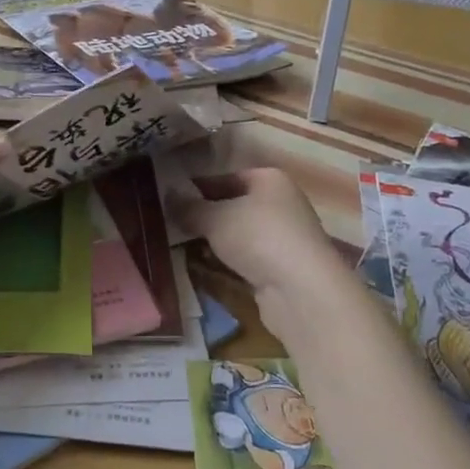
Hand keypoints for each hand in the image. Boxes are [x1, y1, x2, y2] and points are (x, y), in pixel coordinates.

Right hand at [175, 167, 344, 298]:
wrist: (301, 291)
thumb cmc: (258, 237)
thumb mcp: (215, 217)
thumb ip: (189, 207)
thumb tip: (168, 196)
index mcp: (269, 180)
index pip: (225, 177)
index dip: (196, 187)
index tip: (169, 200)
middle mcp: (281, 203)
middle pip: (232, 205)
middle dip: (203, 216)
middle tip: (170, 224)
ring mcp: (283, 237)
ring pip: (238, 234)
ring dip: (213, 241)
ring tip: (180, 246)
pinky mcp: (281, 268)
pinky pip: (246, 258)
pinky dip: (226, 262)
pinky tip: (204, 267)